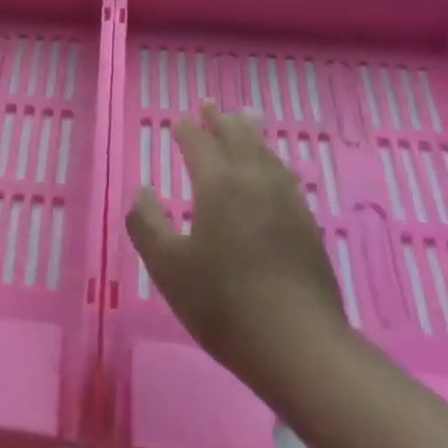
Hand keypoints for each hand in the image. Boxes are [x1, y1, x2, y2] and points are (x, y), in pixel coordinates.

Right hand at [126, 102, 346, 381]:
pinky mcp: (306, 225)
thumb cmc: (222, 303)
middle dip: (221, 121)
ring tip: (245, 119)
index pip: (199, 145)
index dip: (187, 131)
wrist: (298, 343)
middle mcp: (255, 183)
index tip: (178, 120)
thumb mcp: (167, 267)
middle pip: (238, 139)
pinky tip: (273, 170)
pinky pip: (284, 176)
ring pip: (266, 154)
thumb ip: (147, 224)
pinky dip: (271, 160)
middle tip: (211, 103)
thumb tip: (141, 192)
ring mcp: (287, 202)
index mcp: (219, 186)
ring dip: (250, 133)